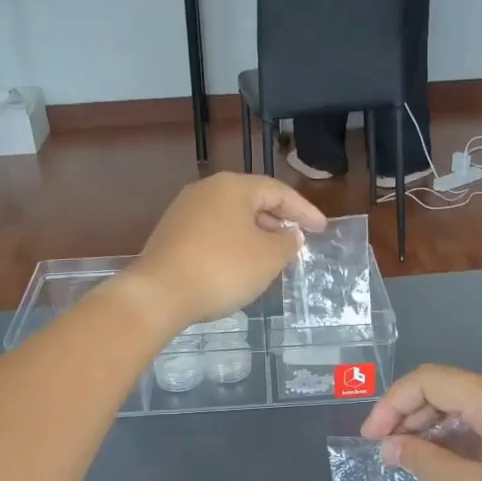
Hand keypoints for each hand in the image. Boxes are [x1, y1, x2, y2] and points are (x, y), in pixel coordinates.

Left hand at [124, 173, 326, 329]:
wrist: (159, 293)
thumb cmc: (222, 269)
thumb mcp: (268, 258)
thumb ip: (287, 243)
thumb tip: (290, 234)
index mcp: (233, 187)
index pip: (278, 191)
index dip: (304, 210)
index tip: (321, 228)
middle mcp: (206, 190)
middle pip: (252, 200)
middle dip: (277, 221)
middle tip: (296, 241)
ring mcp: (184, 211)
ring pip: (230, 217)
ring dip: (254, 234)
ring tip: (270, 256)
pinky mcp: (170, 234)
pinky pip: (212, 233)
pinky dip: (232, 244)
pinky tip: (238, 265)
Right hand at [359, 365, 481, 480]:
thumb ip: (423, 461)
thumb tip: (391, 446)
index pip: (430, 380)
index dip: (392, 405)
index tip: (370, 441)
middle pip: (451, 390)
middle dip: (412, 417)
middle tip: (388, 456)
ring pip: (472, 408)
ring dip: (436, 431)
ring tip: (414, 464)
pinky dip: (464, 441)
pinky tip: (451, 468)